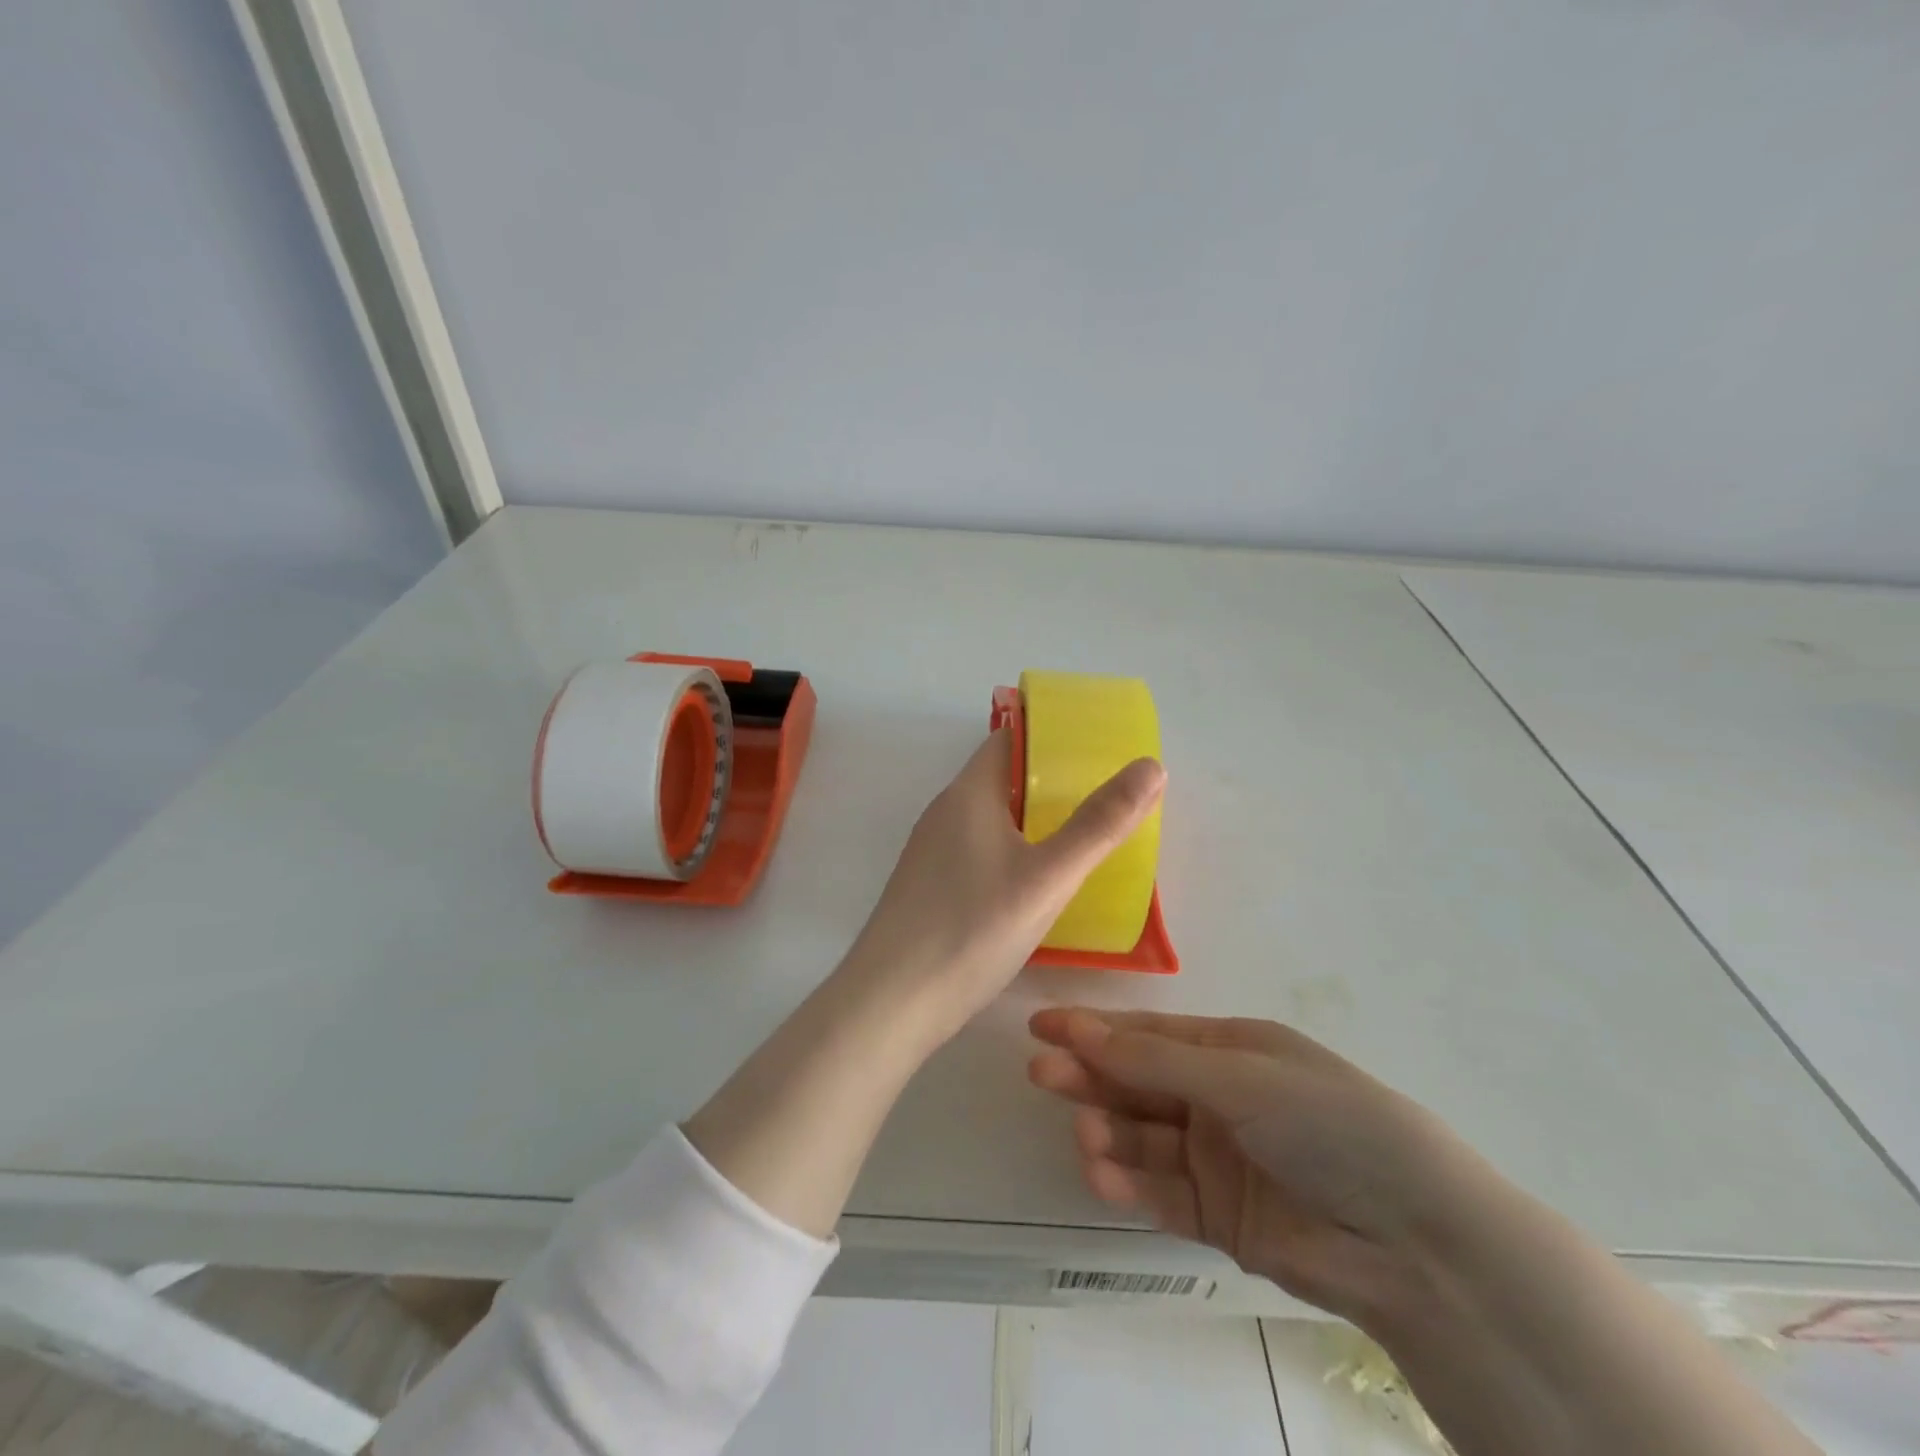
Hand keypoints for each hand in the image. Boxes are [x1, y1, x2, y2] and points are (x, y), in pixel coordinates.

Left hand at [842, 732, 1164, 1046]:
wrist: (891, 1003)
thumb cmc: (972, 929)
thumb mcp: (1048, 877)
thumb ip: (1100, 823)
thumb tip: (1150, 767)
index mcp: (967, 793)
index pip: (1008, 739)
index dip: (1050, 736)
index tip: (1095, 747)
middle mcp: (945, 813)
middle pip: (1001, 778)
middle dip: (1050, 782)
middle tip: (1103, 796)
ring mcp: (932, 852)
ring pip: (991, 819)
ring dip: (1032, 820)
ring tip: (1082, 836)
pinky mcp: (930, 887)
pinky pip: (979, 851)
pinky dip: (1013, 851)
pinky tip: (1037, 883)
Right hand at [1027, 1009, 1488, 1325]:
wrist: (1413, 1241)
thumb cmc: (1326, 1125)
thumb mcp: (1240, 1079)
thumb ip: (1155, 1060)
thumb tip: (1080, 1029)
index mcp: (1229, 1050)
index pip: (1146, 1033)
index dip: (1094, 1027)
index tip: (1041, 1025)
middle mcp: (1217, 1098)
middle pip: (1137, 1082)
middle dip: (1091, 1076)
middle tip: (1042, 1075)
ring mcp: (1216, 1158)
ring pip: (1143, 1138)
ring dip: (1109, 1132)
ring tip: (1087, 1137)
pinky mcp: (1218, 1216)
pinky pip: (1161, 1192)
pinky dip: (1129, 1183)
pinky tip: (1103, 1176)